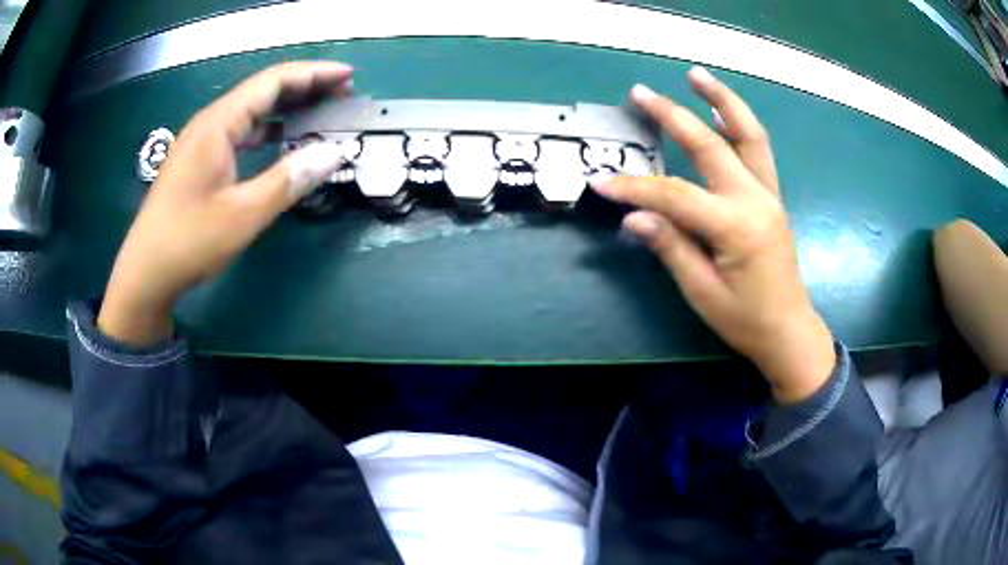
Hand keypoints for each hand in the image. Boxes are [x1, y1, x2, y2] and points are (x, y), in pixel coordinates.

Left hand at [98, 62, 352, 345]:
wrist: (146, 274)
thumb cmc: (188, 242)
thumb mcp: (242, 214)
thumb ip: (288, 180)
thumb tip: (334, 152)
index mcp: (218, 124)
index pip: (273, 82)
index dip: (314, 74)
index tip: (349, 77)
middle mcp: (210, 123)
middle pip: (263, 90)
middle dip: (305, 87)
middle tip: (343, 95)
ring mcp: (202, 142)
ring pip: (251, 111)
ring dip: (287, 108)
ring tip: (321, 114)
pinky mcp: (200, 160)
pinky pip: (240, 132)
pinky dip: (267, 130)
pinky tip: (283, 140)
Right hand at [593, 67, 834, 402]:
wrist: (788, 330)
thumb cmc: (745, 320)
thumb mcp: (702, 292)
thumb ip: (670, 247)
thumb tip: (633, 216)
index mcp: (736, 227)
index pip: (675, 195)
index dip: (635, 188)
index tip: (601, 181)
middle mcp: (756, 199)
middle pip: (711, 145)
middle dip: (672, 116)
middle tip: (640, 92)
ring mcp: (768, 194)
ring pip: (749, 134)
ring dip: (721, 100)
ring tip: (696, 75)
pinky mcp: (772, 196)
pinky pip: (757, 150)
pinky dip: (738, 124)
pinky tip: (721, 112)